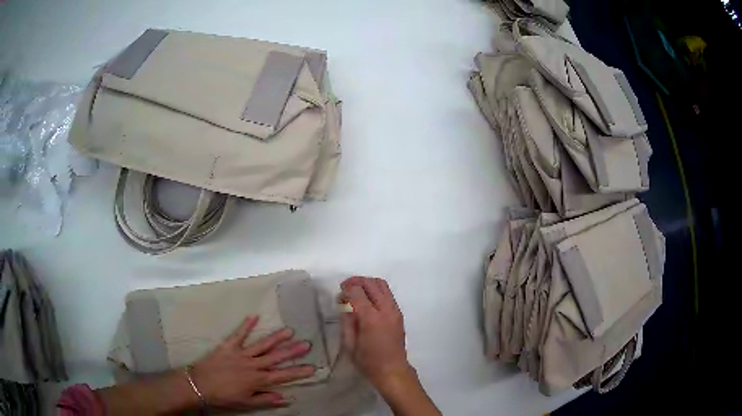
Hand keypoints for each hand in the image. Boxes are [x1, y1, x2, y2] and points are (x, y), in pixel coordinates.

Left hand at [190, 316, 314, 409]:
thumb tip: (286, 398)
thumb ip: (266, 399)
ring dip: (276, 338)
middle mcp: (252, 365)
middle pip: (275, 357)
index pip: (282, 376)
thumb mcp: (246, 403)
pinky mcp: (228, 346)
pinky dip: (246, 325)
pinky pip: (238, 334)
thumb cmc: (223, 396)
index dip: (298, 372)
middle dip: (292, 351)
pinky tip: (254, 316)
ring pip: (261, 345)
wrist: (199, 384)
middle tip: (306, 344)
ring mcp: (240, 354)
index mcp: (257, 380)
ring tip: (289, 330)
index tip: (312, 368)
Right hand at [340, 277, 412, 388]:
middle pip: (371, 283)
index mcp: (371, 318)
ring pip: (382, 284)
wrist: (392, 370)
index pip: (357, 292)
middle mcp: (385, 310)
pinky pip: (388, 293)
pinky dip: (376, 290)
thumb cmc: (368, 361)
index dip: (346, 290)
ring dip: (367, 283)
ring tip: (356, 291)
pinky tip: (367, 300)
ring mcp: (395, 310)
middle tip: (345, 288)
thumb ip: (346, 322)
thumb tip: (345, 306)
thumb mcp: (349, 344)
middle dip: (356, 281)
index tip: (339, 297)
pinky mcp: (399, 313)